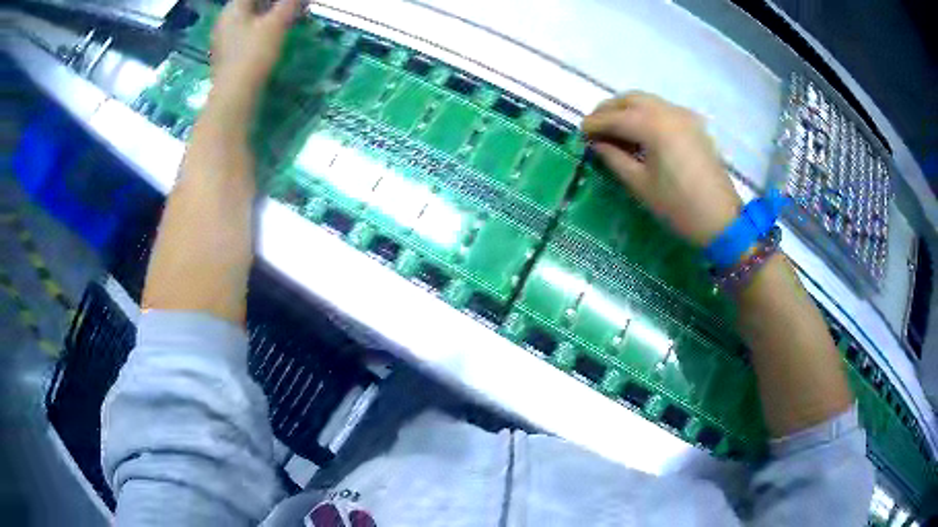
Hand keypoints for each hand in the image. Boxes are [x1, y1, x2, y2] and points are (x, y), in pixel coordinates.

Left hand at [210, 0, 301, 104]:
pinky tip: (272, 36)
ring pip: (248, 19)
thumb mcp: (276, 24)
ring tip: (287, 19)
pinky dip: (260, 30)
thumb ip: (289, 4)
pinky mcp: (227, 56)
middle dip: (271, 4)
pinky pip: (245, 34)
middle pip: (249, 5)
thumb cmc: (253, 53)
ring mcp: (223, 40)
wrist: (234, 96)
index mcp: (233, 9)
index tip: (289, 2)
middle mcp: (224, 21)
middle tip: (292, 6)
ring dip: (267, 16)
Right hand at [582, 92, 741, 246]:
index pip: (615, 117)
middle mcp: (668, 111)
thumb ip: (614, 158)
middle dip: (608, 110)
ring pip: (647, 101)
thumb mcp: (640, 185)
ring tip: (613, 129)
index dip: (594, 124)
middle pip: (630, 99)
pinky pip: (663, 109)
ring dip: (626, 109)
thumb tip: (597, 143)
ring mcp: (684, 115)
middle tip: (594, 128)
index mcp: (653, 126)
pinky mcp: (694, 124)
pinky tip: (639, 131)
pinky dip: (645, 113)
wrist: (722, 220)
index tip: (580, 133)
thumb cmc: (678, 207)